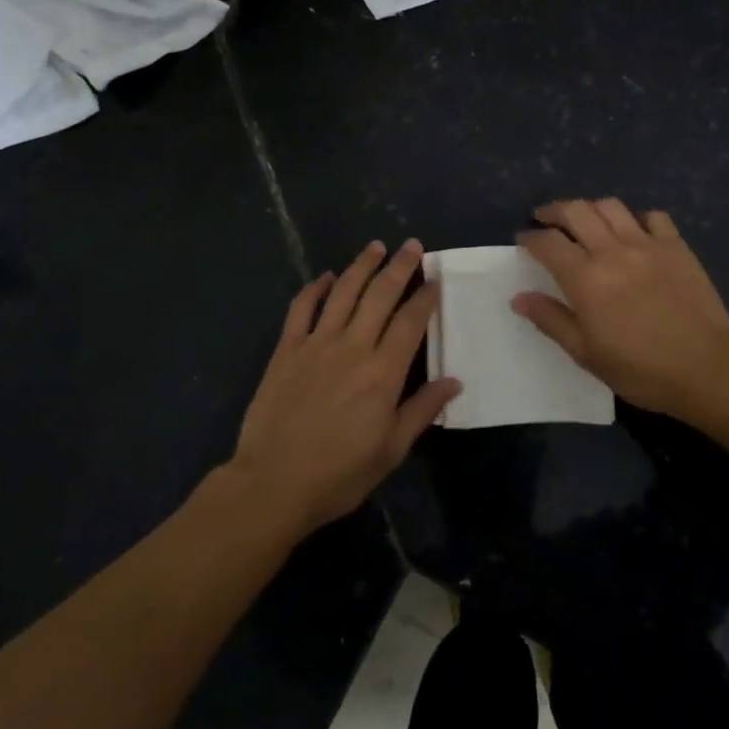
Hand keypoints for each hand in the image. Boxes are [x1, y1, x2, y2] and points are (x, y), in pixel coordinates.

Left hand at [232, 240, 460, 533]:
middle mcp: (353, 347)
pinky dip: (316, 288)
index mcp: (383, 372)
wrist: (273, 483)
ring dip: (362, 265)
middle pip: (380, 295)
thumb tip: (454, 381)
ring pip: (344, 292)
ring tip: (376, 247)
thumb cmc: (339, 473)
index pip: (411, 321)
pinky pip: (302, 308)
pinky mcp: (287, 350)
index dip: (425, 296)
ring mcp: (316, 344)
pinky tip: (326, 277)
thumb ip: (422, 410)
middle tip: (412, 245)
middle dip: (399, 267)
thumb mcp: (391, 450)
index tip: (435, 279)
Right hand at [513, 199, 728, 418]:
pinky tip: (634, 231)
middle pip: (576, 211)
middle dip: (554, 211)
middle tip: (545, 218)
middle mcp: (612, 251)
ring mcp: (647, 244)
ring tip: (586, 221)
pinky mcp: (676, 246)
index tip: (523, 240)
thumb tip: (519, 297)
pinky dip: (636, 218)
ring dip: (591, 208)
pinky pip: (653, 216)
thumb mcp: (585, 353)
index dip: (530, 238)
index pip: (548, 243)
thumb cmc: (639, 368)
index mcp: (585, 278)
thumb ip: (551, 320)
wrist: (705, 367)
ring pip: (611, 206)